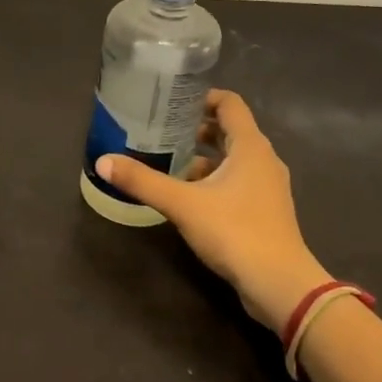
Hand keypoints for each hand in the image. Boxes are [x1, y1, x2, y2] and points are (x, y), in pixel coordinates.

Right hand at [95, 89, 328, 331]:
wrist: (279, 284)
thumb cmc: (235, 231)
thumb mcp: (182, 204)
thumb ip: (142, 181)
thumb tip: (103, 162)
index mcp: (250, 146)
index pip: (230, 103)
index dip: (202, 97)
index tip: (172, 102)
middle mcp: (263, 160)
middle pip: (230, 130)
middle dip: (197, 128)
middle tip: (162, 131)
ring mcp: (267, 187)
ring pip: (233, 159)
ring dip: (204, 157)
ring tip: (169, 162)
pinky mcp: (265, 211)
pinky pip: (237, 182)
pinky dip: (214, 180)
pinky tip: (188, 196)